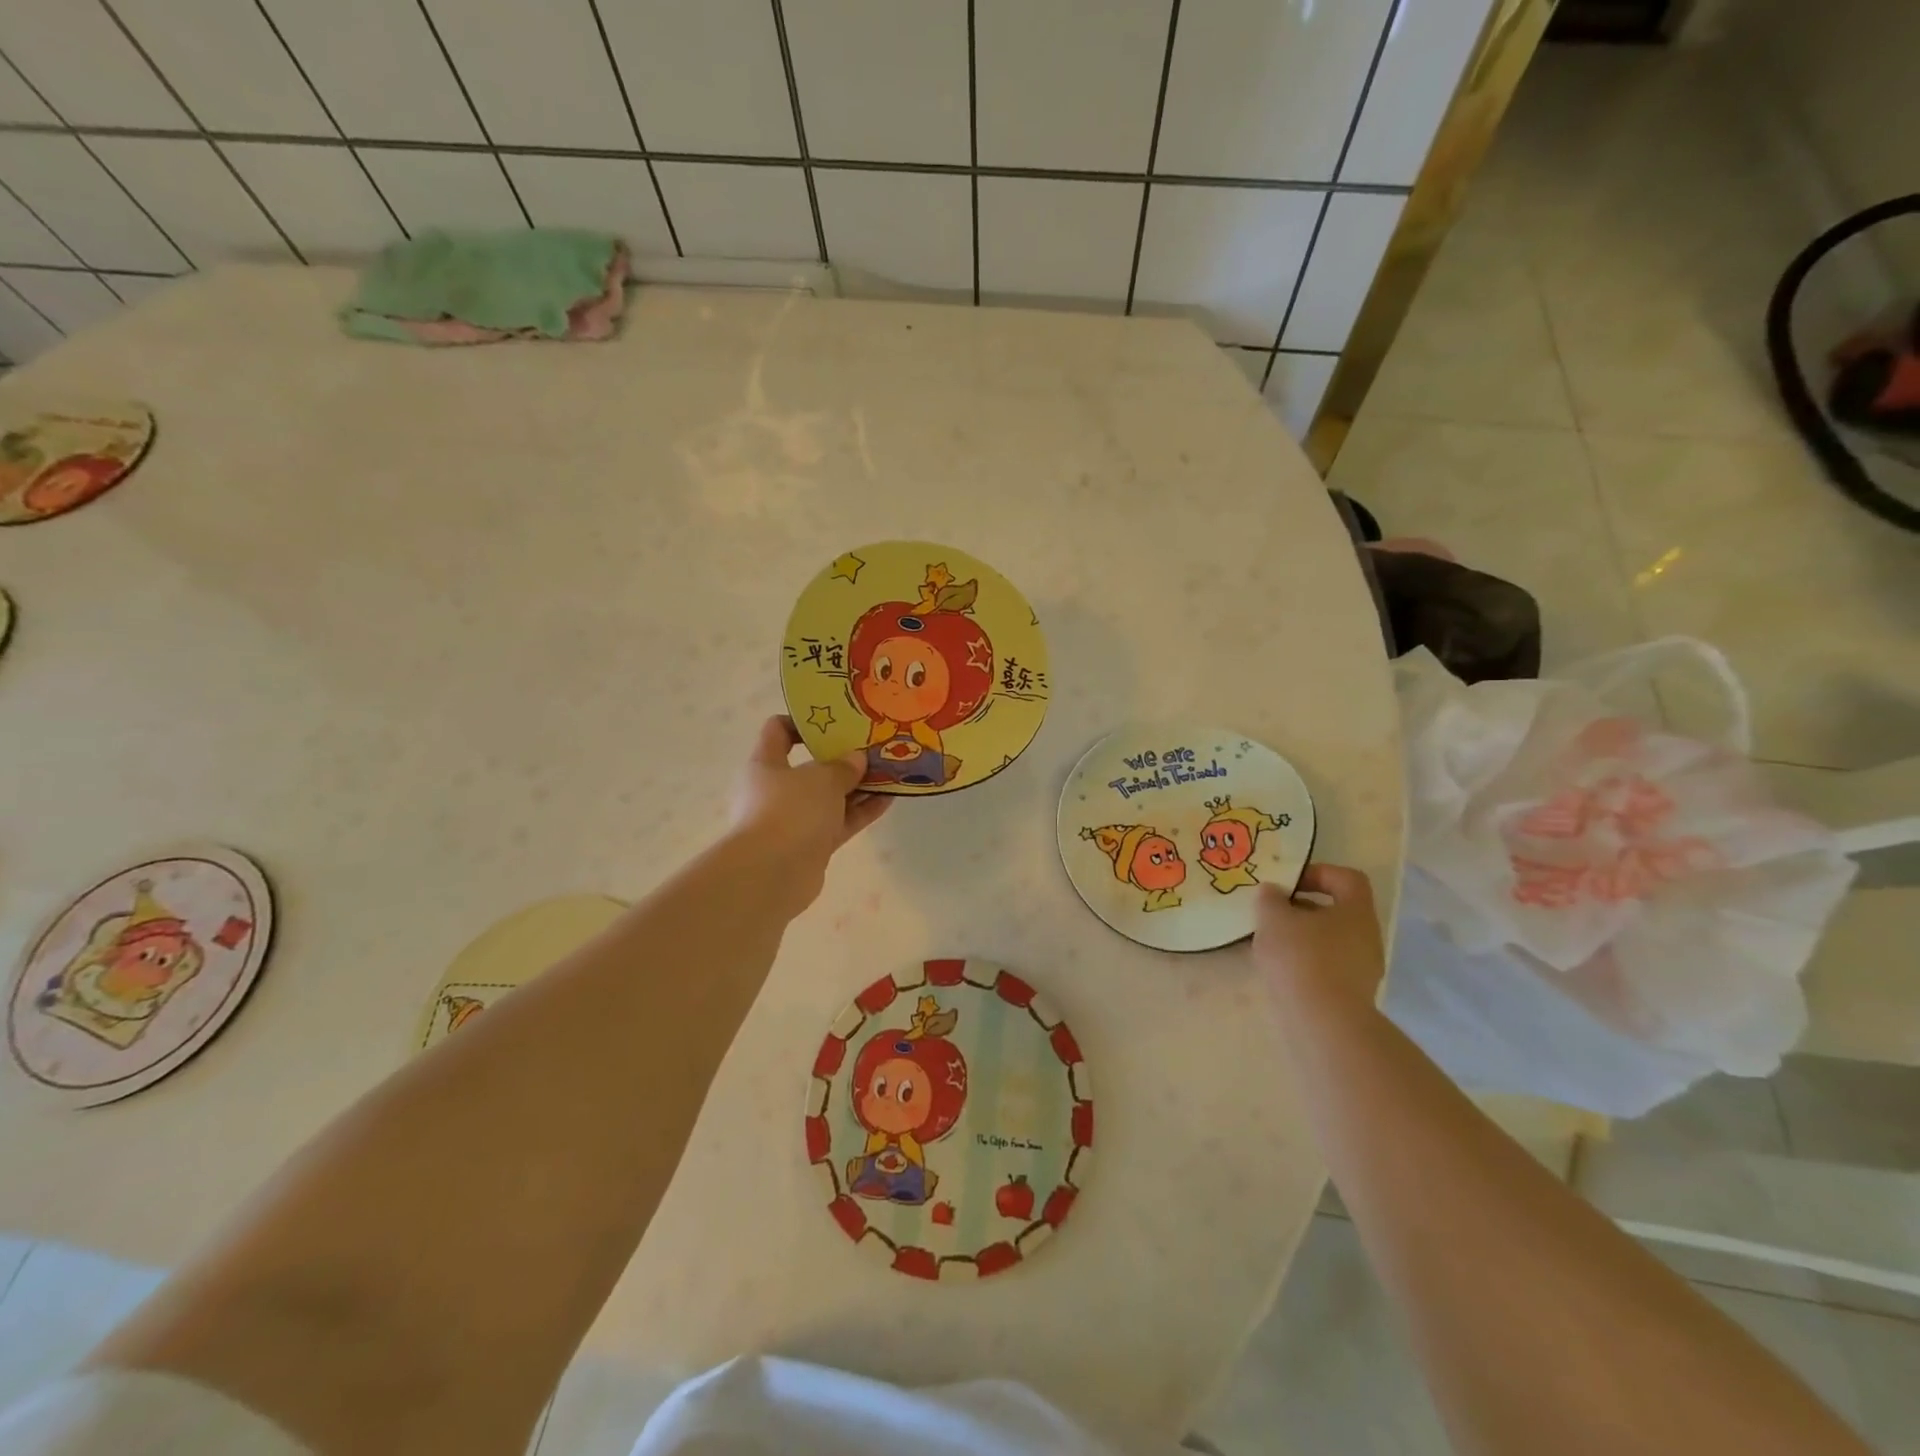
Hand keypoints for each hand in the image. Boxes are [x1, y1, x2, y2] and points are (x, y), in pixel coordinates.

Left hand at [728, 716, 889, 915]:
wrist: (772, 874)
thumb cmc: (789, 811)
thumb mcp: (821, 778)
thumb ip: (842, 766)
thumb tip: (856, 759)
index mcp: (765, 764)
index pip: (778, 731)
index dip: (803, 722)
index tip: (835, 720)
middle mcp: (776, 790)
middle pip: (810, 767)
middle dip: (842, 759)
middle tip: (872, 748)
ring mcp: (794, 820)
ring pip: (829, 798)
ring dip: (857, 787)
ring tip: (890, 772)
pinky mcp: (811, 845)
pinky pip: (840, 822)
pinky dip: (861, 812)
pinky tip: (889, 800)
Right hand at [1254, 863, 1385, 1020]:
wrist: (1324, 1022)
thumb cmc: (1301, 957)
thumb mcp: (1273, 918)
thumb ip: (1270, 898)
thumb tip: (1273, 892)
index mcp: (1356, 911)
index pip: (1347, 878)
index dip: (1318, 873)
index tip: (1288, 883)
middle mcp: (1367, 936)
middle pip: (1336, 911)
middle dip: (1302, 909)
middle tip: (1273, 913)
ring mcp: (1363, 969)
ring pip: (1329, 940)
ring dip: (1301, 937)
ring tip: (1269, 943)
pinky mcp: (1351, 995)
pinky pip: (1326, 966)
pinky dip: (1304, 963)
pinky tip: (1279, 970)